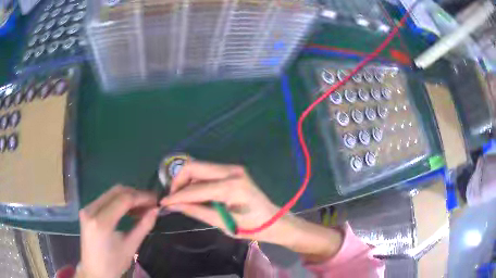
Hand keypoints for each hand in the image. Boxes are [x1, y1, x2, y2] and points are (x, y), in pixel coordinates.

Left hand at [77, 185, 158, 277]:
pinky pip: (105, 199)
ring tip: (142, 208)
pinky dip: (119, 202)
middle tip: (150, 204)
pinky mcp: (87, 210)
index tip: (156, 200)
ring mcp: (87, 208)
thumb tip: (156, 210)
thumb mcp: (130, 247)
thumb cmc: (113, 264)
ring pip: (111, 193)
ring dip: (128, 198)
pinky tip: (128, 211)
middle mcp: (91, 210)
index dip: (142, 197)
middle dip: (135, 195)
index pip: (124, 199)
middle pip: (116, 191)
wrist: (94, 270)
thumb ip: (143, 227)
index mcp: (101, 222)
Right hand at [160, 161, 342, 261]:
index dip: (176, 196)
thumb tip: (174, 205)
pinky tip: (194, 193)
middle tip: (172, 197)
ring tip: (181, 198)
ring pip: (200, 167)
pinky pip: (208, 172)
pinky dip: (197, 181)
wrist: (274, 220)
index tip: (163, 202)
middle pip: (194, 167)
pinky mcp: (234, 171)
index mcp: (231, 186)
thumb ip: (197, 211)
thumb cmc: (252, 227)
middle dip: (178, 181)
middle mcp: (232, 171)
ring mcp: (233, 168)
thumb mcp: (223, 223)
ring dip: (186, 180)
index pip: (195, 189)